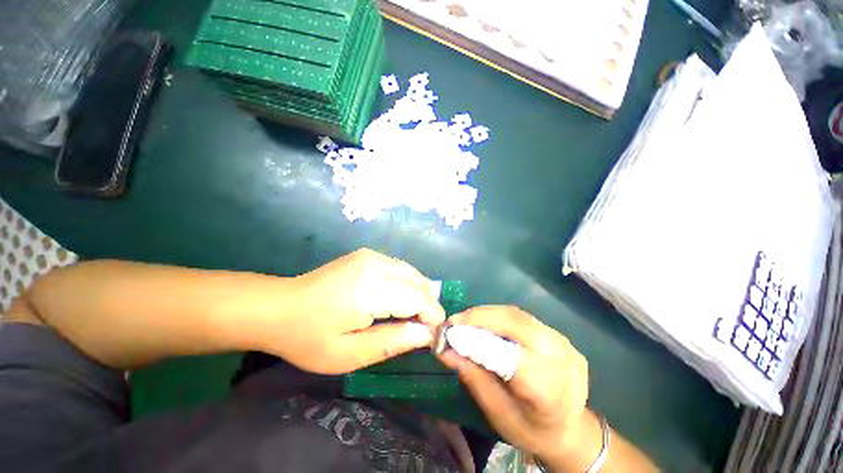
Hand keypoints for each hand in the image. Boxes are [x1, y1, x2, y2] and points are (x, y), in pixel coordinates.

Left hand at [254, 249, 445, 374]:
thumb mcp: (348, 354)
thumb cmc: (308, 337)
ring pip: (413, 273)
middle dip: (427, 306)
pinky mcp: (368, 254)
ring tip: (408, 317)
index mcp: (372, 289)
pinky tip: (395, 301)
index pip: (420, 298)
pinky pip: (400, 268)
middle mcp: (377, 264)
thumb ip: (392, 343)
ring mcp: (372, 255)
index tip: (433, 337)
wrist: (278, 306)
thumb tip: (426, 335)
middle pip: (420, 282)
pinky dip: (406, 285)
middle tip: (419, 330)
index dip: (432, 317)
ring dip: (418, 295)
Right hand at [438, 306, 589, 462]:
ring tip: (464, 320)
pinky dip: (498, 316)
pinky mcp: (558, 334)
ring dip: (486, 314)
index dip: (477, 340)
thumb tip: (445, 350)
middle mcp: (561, 359)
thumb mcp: (498, 414)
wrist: (572, 429)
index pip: (509, 356)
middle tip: (454, 321)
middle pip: (514, 323)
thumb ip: (473, 378)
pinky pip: (522, 317)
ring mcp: (563, 342)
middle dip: (479, 317)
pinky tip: (484, 323)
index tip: (449, 332)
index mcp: (549, 391)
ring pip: (517, 315)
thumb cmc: (532, 430)